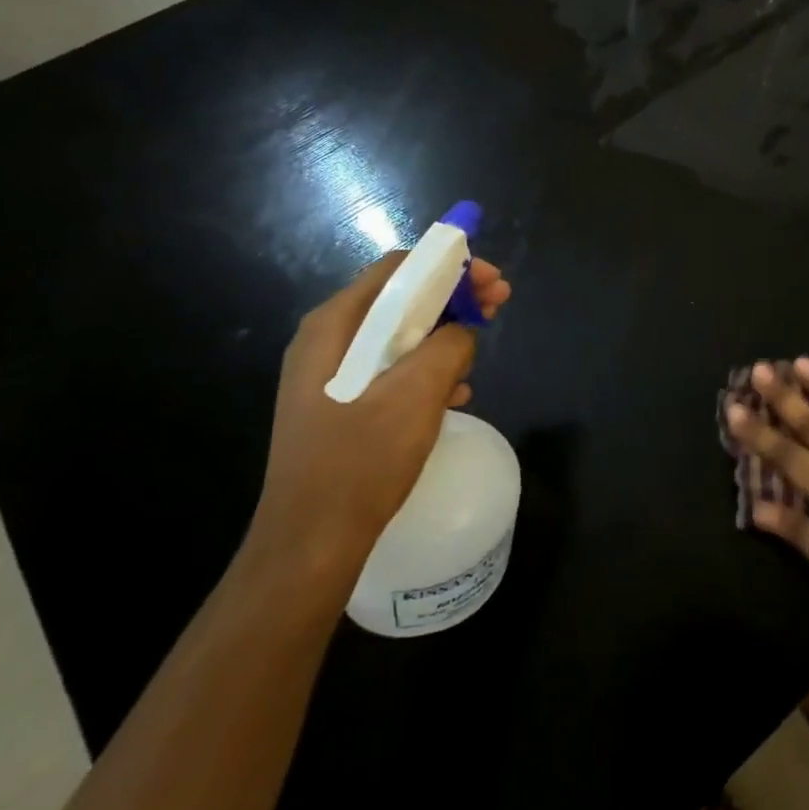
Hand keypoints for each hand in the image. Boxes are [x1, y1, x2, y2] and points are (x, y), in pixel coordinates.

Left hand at [252, 253, 511, 571]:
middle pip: (399, 298)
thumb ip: (448, 347)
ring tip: (480, 351)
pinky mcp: (341, 405)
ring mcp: (331, 375)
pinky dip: (427, 369)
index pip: (397, 269)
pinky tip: (456, 393)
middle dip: (453, 297)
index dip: (449, 265)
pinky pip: (392, 369)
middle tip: (498, 306)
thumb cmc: (360, 463)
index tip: (491, 281)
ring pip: (399, 335)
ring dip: (444, 334)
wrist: (310, 544)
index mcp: (333, 327)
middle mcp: (327, 341)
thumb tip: (462, 330)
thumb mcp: (416, 396)